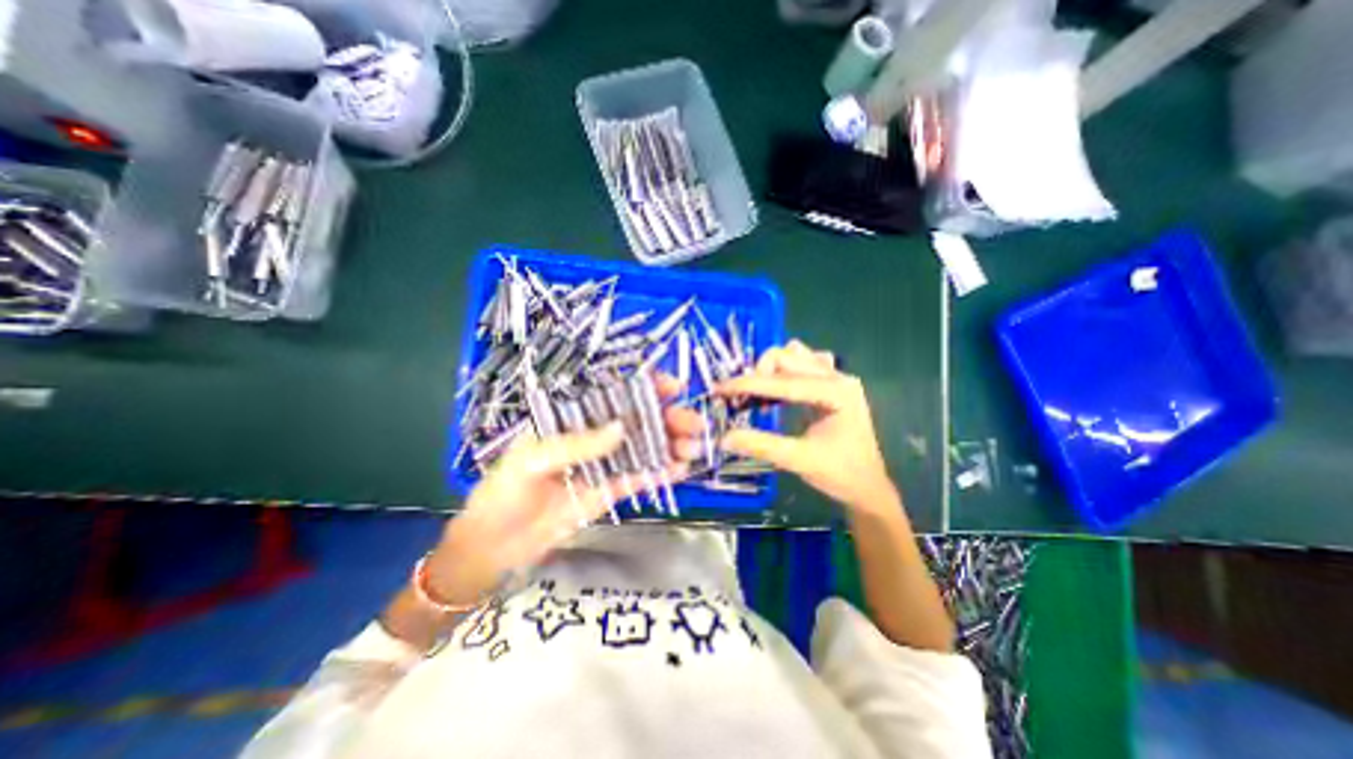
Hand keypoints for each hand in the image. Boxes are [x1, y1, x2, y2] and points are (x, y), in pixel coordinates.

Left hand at [424, 375, 702, 608]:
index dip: (643, 387)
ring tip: (694, 447)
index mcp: (572, 420)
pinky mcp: (609, 491)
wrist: (494, 546)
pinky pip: (638, 478)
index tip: (671, 386)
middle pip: (636, 421)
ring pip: (643, 448)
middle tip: (692, 423)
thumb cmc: (505, 491)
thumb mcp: (534, 459)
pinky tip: (680, 469)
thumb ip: (577, 445)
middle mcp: (593, 437)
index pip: (612, 395)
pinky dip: (660, 473)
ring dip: (670, 445)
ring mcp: (603, 464)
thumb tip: (621, 428)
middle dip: (667, 418)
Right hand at [717, 341, 896, 515]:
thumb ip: (761, 445)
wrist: (868, 487)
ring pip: (793, 355)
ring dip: (770, 370)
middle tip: (740, 401)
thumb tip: (724, 437)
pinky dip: (784, 372)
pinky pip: (803, 363)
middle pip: (787, 356)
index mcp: (836, 392)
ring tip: (759, 397)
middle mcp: (837, 376)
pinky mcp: (831, 383)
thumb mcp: (799, 460)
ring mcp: (836, 377)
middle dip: (758, 375)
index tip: (719, 389)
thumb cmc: (840, 474)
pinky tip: (778, 393)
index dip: (747, 384)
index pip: (782, 381)